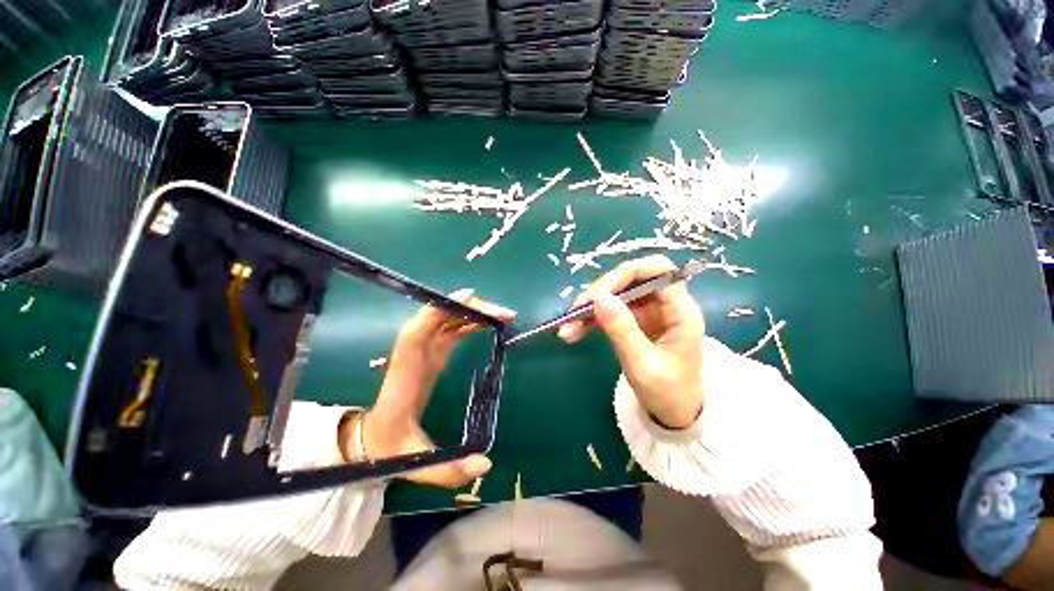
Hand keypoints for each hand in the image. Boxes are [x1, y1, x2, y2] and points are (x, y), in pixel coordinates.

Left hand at [343, 289, 514, 488]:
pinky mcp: (433, 353)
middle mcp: (415, 353)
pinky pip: (452, 329)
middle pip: (440, 317)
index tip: (468, 297)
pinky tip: (488, 324)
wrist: (373, 438)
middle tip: (505, 314)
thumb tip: (486, 466)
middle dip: (472, 310)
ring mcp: (424, 350)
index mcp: (407, 372)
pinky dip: (470, 322)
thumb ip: (448, 470)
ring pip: (448, 320)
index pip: (417, 333)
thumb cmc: (389, 446)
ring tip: (504, 316)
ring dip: (475, 313)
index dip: (439, 310)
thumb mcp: (416, 461)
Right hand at [558, 255, 705, 428]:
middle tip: (575, 312)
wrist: (674, 414)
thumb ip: (622, 330)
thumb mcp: (643, 364)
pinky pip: (609, 311)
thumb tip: (599, 297)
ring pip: (615, 295)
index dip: (627, 273)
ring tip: (567, 327)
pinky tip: (573, 331)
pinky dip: (590, 319)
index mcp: (680, 310)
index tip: (600, 293)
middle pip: (630, 280)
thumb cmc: (668, 392)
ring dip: (589, 307)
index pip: (657, 270)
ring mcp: (647, 312)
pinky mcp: (634, 321)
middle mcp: (663, 304)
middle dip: (600, 293)